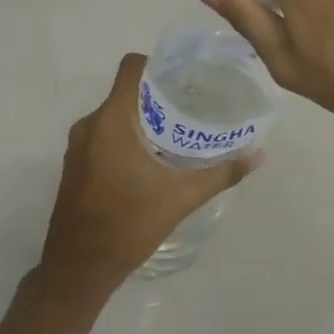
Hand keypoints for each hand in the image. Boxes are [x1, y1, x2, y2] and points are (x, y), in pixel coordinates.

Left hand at [39, 53, 259, 299]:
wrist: (78, 269)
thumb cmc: (128, 225)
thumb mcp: (180, 199)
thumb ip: (221, 174)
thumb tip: (258, 155)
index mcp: (111, 121)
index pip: (131, 68)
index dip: (157, 63)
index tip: (186, 75)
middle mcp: (90, 125)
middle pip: (126, 91)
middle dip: (158, 94)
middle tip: (193, 104)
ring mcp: (78, 146)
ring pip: (114, 115)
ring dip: (142, 117)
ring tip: (177, 130)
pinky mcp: (75, 164)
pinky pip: (104, 134)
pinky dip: (127, 136)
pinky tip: (152, 157)